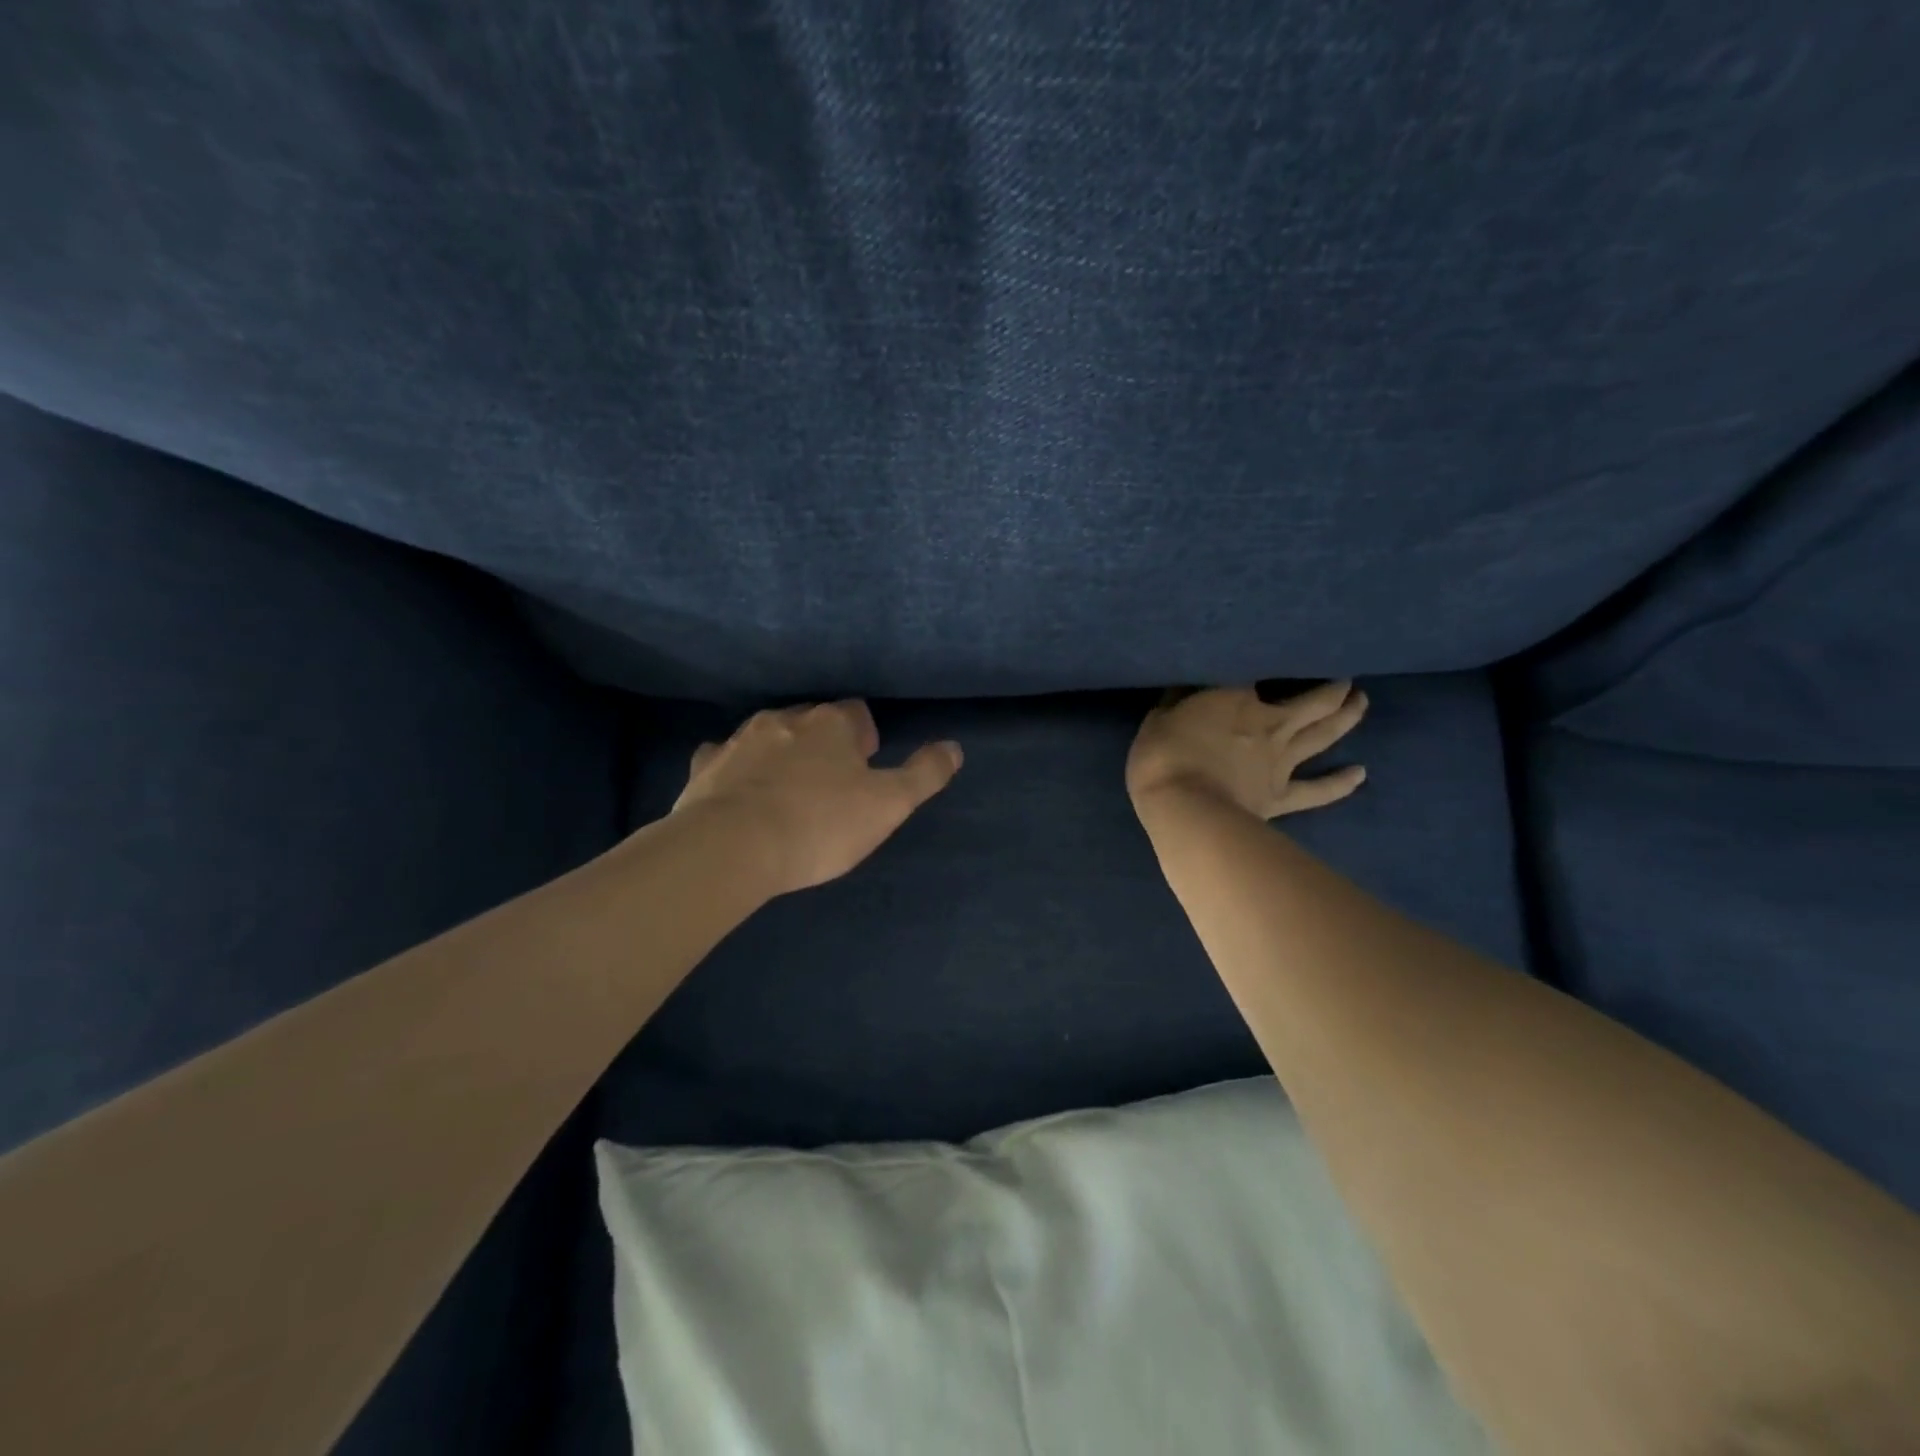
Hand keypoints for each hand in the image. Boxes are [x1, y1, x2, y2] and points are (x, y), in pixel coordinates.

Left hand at [671, 700, 963, 895]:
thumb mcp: (889, 804)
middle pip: (812, 720)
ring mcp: (740, 739)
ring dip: (781, 753)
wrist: (733, 847)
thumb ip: (925, 774)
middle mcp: (785, 719)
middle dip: (823, 742)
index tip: (866, 766)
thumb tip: (954, 746)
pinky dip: (736, 767)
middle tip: (831, 783)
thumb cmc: (821, 824)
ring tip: (788, 790)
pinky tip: (739, 790)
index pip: (856, 712)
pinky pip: (724, 756)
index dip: (865, 736)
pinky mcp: (706, 766)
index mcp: (831, 723)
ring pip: (768, 735)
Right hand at [1125, 681, 1368, 818]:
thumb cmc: (1163, 755)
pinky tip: (1360, 774)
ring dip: (1347, 717)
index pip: (1260, 673)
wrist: (1184, 807)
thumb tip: (1187, 685)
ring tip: (1361, 702)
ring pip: (1323, 734)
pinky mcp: (1281, 796)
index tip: (1276, 655)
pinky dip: (1340, 783)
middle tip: (1346, 679)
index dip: (1270, 664)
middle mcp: (1270, 723)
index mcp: (1238, 698)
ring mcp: (1280, 762)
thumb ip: (1179, 700)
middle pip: (1313, 701)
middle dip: (1333, 688)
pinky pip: (1317, 791)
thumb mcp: (1159, 717)